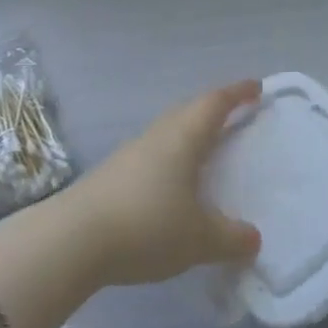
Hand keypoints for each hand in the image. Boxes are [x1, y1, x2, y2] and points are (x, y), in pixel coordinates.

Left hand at [65, 80, 263, 287]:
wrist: (71, 241)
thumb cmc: (146, 226)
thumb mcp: (199, 238)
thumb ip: (231, 238)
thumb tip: (253, 238)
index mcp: (182, 138)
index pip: (214, 104)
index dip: (237, 93)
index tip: (256, 86)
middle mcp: (156, 137)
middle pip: (188, 112)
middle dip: (213, 110)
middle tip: (234, 115)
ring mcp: (129, 155)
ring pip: (167, 133)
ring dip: (189, 135)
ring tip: (205, 150)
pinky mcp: (111, 176)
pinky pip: (151, 156)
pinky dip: (170, 160)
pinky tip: (172, 185)